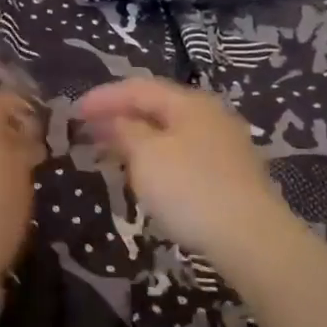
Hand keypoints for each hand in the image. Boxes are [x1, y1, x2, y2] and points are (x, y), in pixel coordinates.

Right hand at [76, 77, 299, 271]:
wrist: (251, 239)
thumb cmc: (190, 189)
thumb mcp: (147, 156)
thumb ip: (126, 132)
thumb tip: (116, 121)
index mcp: (189, 103)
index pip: (139, 88)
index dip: (104, 97)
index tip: (75, 111)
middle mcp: (210, 116)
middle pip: (157, 108)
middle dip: (120, 116)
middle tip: (88, 130)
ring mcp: (223, 146)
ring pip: (170, 133)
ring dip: (137, 138)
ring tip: (109, 151)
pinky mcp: (229, 175)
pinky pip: (182, 154)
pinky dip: (156, 157)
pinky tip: (144, 174)